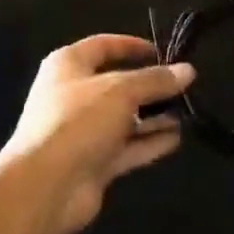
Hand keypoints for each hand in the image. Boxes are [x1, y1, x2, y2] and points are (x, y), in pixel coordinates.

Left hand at [0, 34, 194, 233]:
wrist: (45, 187)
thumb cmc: (78, 121)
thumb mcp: (121, 91)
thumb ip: (155, 81)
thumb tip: (188, 70)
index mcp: (69, 65)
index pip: (104, 46)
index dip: (132, 46)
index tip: (164, 52)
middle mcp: (74, 94)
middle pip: (117, 84)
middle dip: (149, 86)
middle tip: (183, 87)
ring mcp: (83, 131)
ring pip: (124, 118)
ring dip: (153, 116)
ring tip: (187, 112)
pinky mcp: (93, 163)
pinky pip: (126, 147)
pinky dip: (149, 142)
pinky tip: (176, 138)